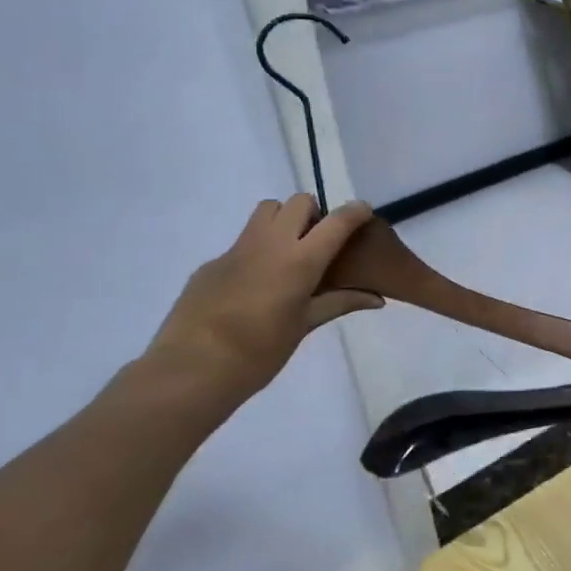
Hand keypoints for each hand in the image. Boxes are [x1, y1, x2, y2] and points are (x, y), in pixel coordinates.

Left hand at [146, 197, 381, 400]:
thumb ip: (340, 303)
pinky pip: (242, 242)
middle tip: (320, 243)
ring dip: (284, 220)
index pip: (336, 222)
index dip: (355, 212)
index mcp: (300, 260)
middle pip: (297, 202)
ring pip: (267, 211)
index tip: (364, 213)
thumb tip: (376, 299)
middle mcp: (270, 244)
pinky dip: (258, 251)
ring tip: (290, 254)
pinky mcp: (212, 262)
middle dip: (315, 213)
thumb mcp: (305, 325)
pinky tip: (255, 286)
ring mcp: (237, 249)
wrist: (193, 367)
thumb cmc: (261, 351)